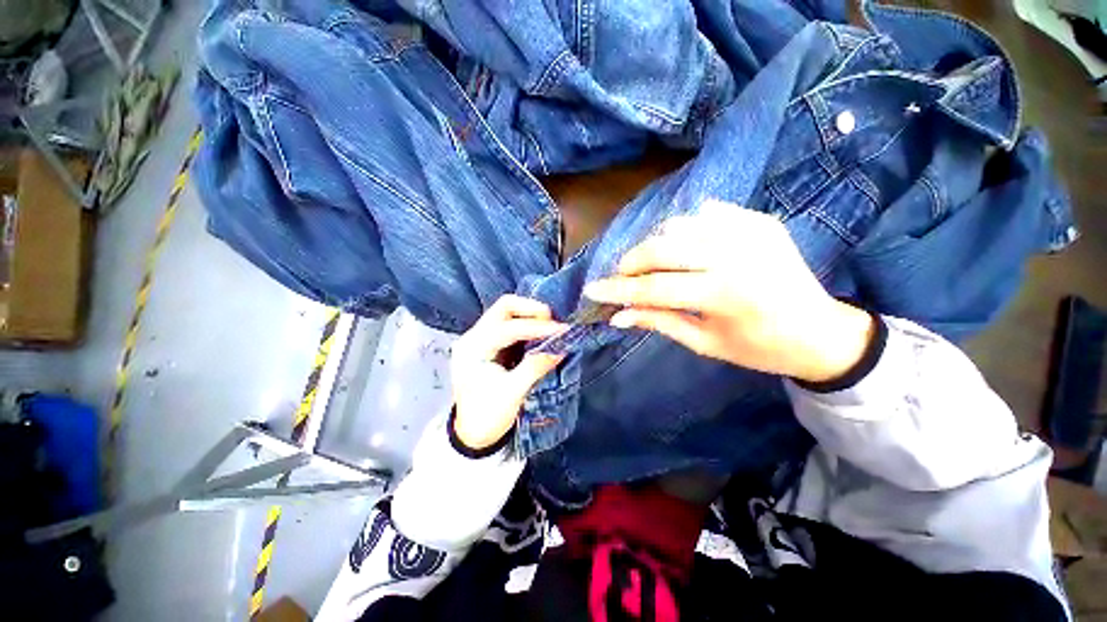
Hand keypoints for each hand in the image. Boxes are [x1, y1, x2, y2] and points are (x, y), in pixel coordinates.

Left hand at [450, 295, 566, 450]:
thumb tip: (561, 348)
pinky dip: (527, 324)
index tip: (561, 330)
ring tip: (550, 327)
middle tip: (553, 323)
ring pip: (507, 312)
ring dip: (530, 315)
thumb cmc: (488, 416)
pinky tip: (540, 333)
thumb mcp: (513, 394)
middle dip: (531, 310)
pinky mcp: (490, 343)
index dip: (536, 327)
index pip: (507, 328)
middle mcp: (473, 337)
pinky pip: (510, 323)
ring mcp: (480, 338)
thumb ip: (535, 367)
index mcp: (472, 349)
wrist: (473, 434)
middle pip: (504, 307)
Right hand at [583, 201, 873, 383]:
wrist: (821, 331)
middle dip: (630, 263)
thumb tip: (618, 316)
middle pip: (661, 249)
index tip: (591, 290)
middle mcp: (735, 255)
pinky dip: (685, 229)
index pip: (653, 289)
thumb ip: (658, 322)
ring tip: (651, 266)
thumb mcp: (705, 343)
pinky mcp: (759, 220)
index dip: (617, 290)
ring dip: (655, 246)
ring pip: (678, 226)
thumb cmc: (759, 348)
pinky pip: (705, 213)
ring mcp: (750, 231)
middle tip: (620, 277)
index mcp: (724, 295)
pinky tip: (686, 248)